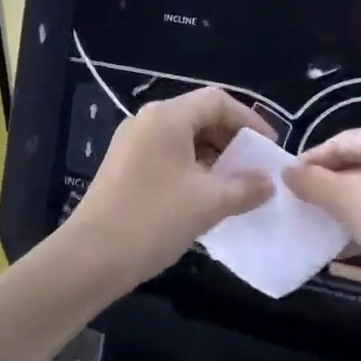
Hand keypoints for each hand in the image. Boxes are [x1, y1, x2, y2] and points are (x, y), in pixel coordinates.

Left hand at [64, 86, 276, 289]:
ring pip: (184, 140)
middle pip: (200, 117)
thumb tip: (268, 182)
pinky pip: (168, 158)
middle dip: (232, 140)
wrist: (90, 258)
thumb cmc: (153, 220)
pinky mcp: (124, 169)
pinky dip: (193, 170)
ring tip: (236, 187)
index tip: (270, 148)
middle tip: (256, 169)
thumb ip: (246, 188)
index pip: (217, 101)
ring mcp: (131, 145)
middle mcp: (147, 122)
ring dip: (214, 158)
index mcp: (166, 117)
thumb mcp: (209, 203)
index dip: (250, 120)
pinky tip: (206, 199)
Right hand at [283, 123, 360, 292]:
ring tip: (308, 222)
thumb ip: (312, 182)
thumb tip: (286, 172)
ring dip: (339, 208)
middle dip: (325, 185)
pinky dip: (358, 226)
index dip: (311, 160)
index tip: (284, 180)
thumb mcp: (346, 197)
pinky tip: (335, 244)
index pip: (343, 141)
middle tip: (294, 202)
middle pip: (356, 165)